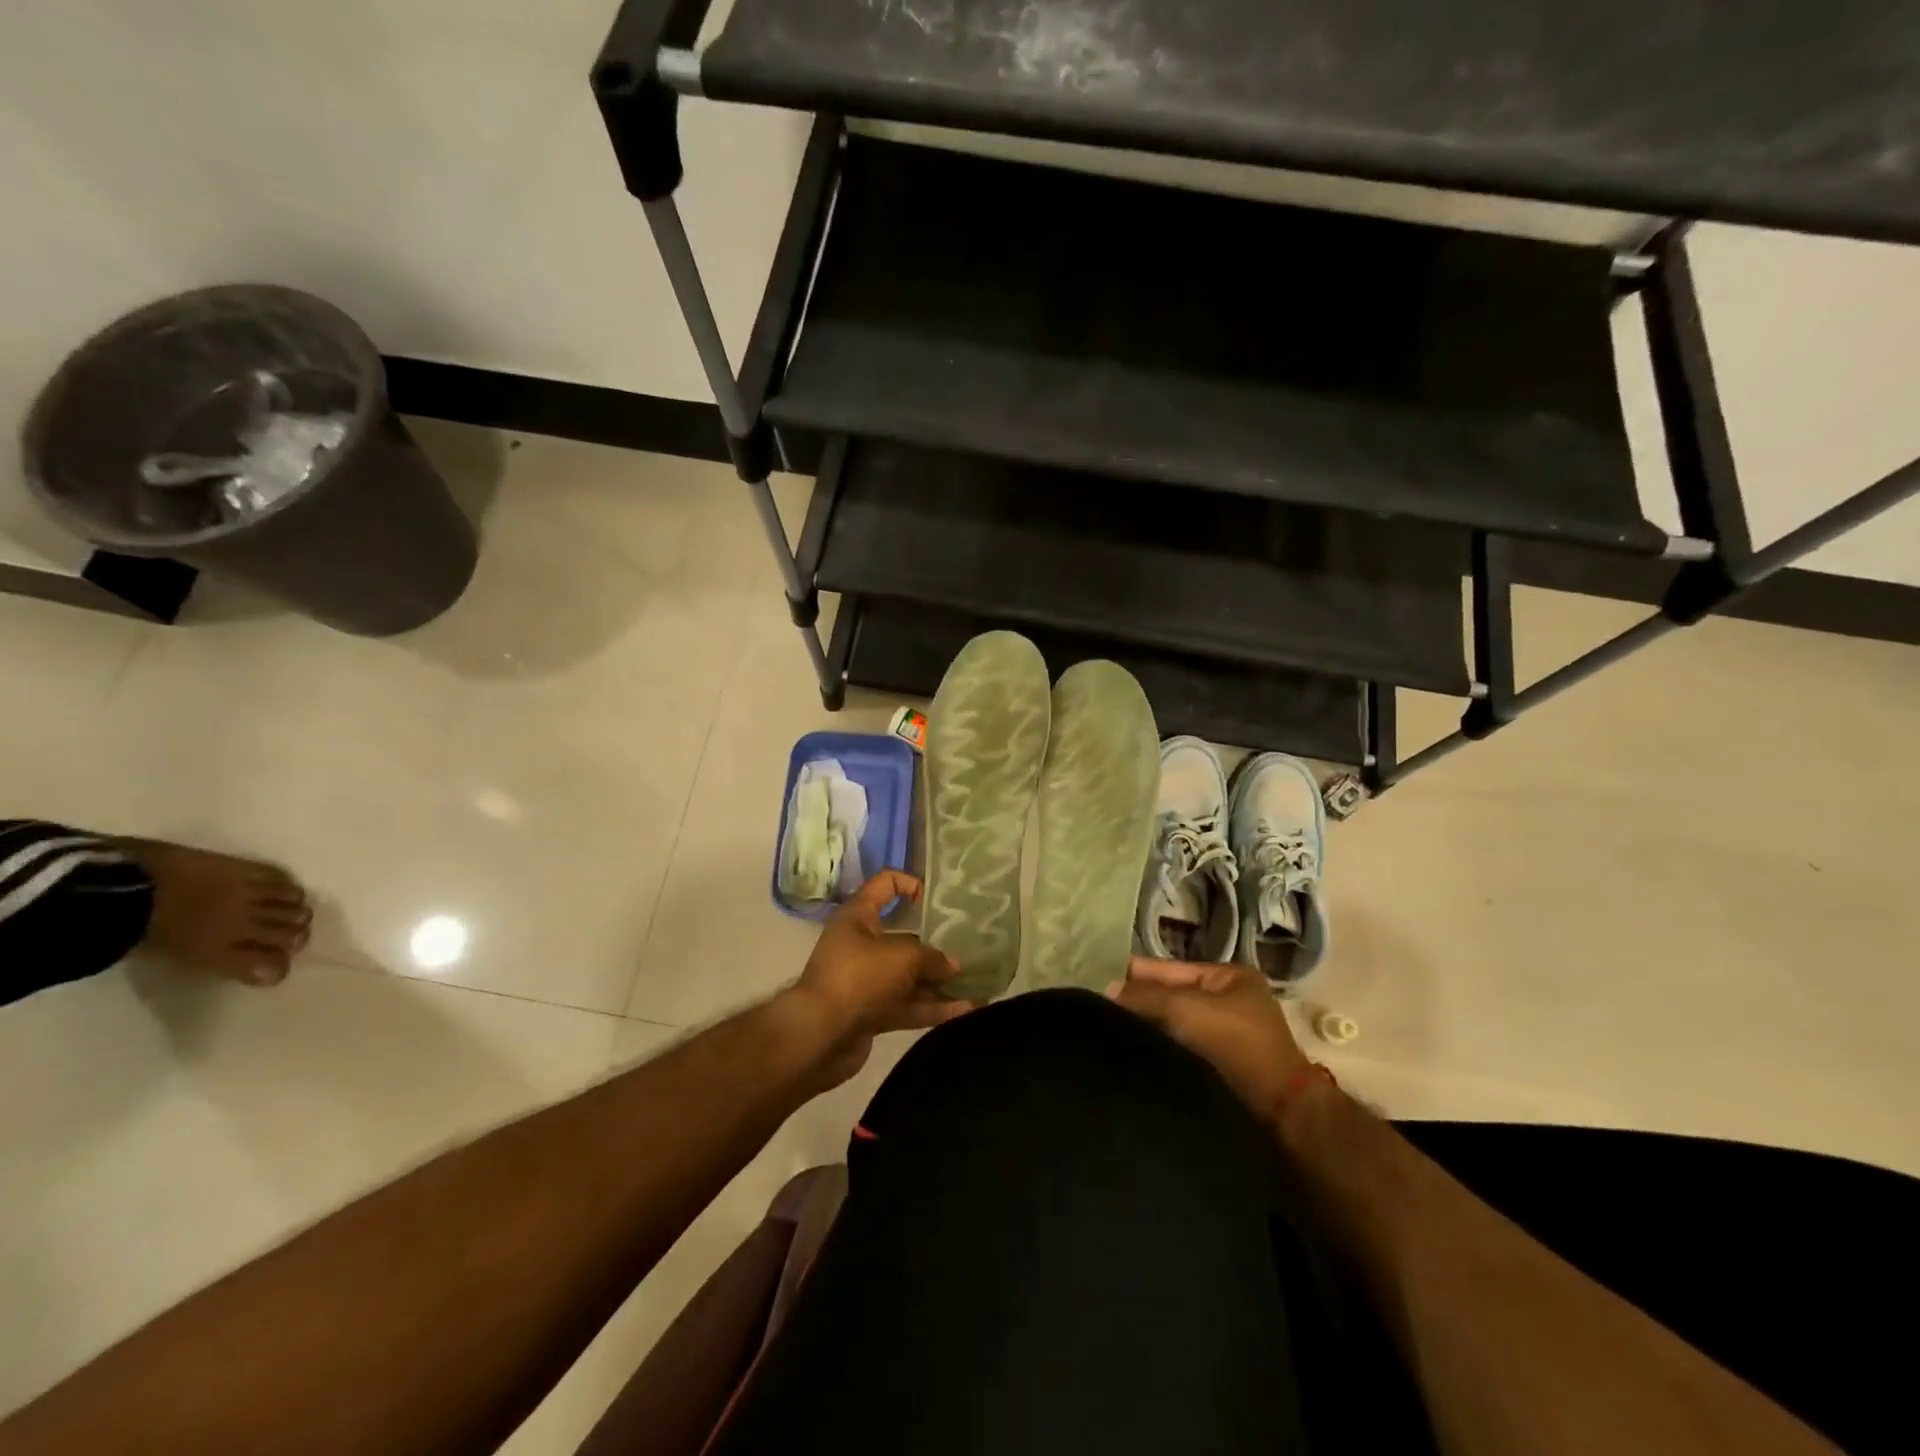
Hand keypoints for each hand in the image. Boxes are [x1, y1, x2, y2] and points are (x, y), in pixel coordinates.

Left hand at [782, 871, 971, 1088]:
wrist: (819, 1036)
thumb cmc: (859, 978)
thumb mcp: (902, 957)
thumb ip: (932, 957)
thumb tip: (952, 964)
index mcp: (859, 917)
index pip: (885, 884)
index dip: (911, 884)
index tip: (937, 899)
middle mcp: (861, 944)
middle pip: (903, 936)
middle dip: (936, 944)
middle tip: (968, 947)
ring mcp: (866, 981)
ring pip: (908, 976)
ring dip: (939, 981)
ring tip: (976, 983)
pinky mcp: (871, 1012)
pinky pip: (907, 1005)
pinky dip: (933, 1008)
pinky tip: (965, 1011)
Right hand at [1109, 958, 1314, 1122]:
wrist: (1279, 1114)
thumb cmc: (1235, 1046)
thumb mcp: (1185, 1008)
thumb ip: (1146, 995)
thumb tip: (1107, 990)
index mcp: (1229, 977)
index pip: (1169, 968)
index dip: (1135, 972)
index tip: (1096, 975)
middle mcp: (1228, 1002)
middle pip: (1170, 996)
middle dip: (1138, 1000)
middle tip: (1095, 1003)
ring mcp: (1226, 1037)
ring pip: (1172, 1024)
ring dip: (1146, 1026)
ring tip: (1104, 1026)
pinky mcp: (1220, 1068)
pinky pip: (1179, 1048)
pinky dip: (1158, 1047)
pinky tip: (1130, 1050)